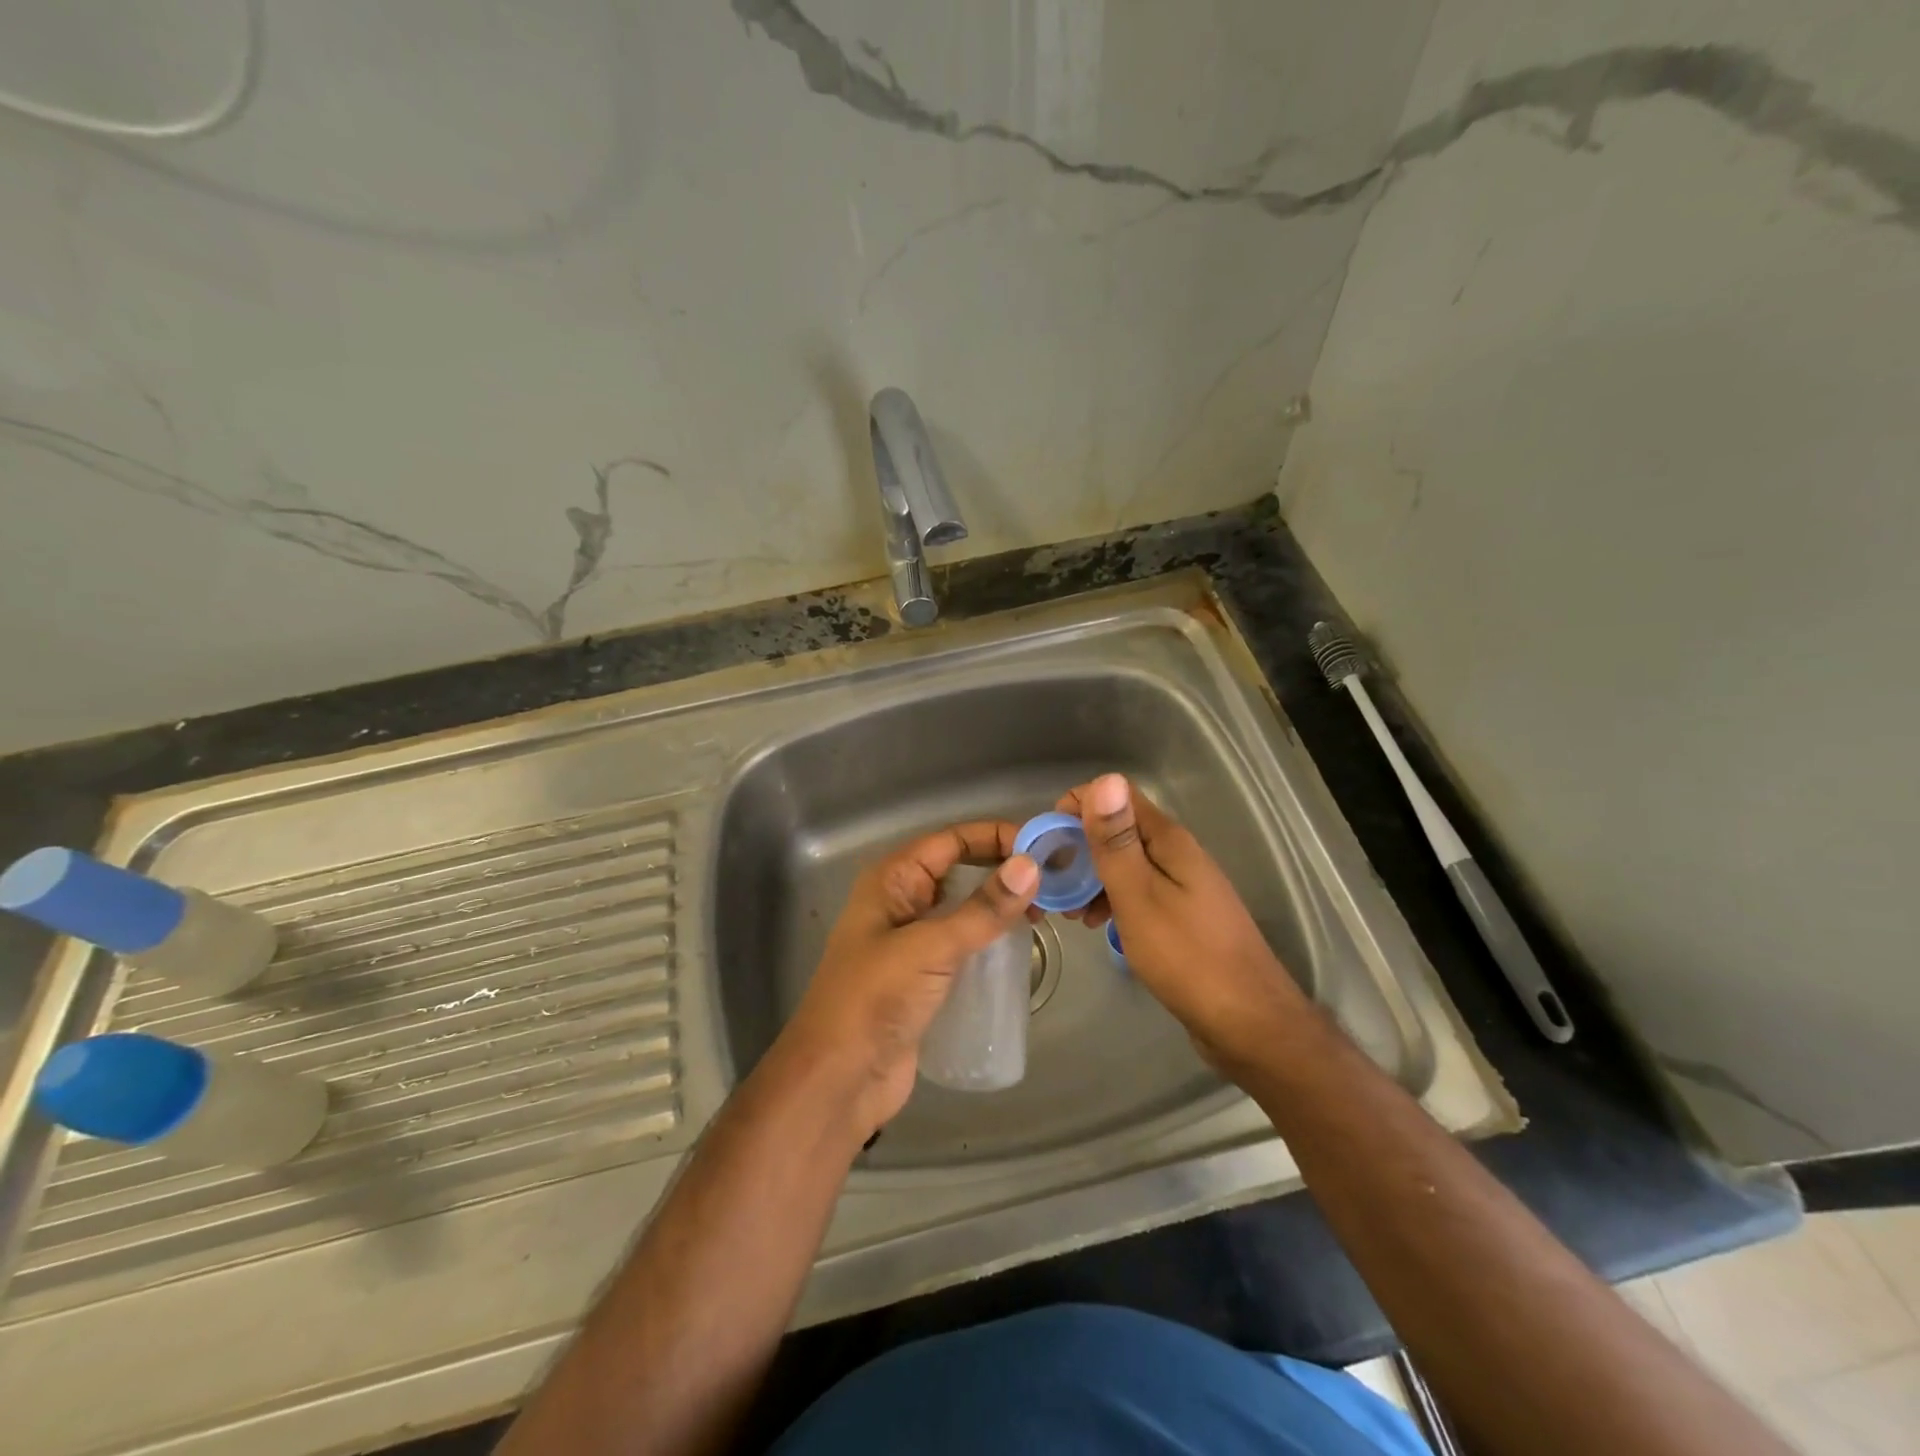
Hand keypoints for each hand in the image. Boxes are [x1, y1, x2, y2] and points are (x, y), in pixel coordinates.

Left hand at [776, 822, 1039, 1138]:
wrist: (839, 1079)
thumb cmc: (875, 1000)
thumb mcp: (930, 948)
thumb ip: (982, 909)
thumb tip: (1031, 865)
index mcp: (892, 880)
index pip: (951, 840)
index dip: (996, 837)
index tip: (1044, 847)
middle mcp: (901, 901)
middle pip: (959, 869)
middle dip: (1003, 869)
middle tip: (1053, 881)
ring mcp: (911, 939)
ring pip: (963, 907)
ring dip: (999, 905)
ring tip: (1045, 912)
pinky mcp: (923, 975)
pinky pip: (963, 942)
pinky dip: (990, 938)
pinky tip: (1020, 946)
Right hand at [1058, 774, 1307, 1073]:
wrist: (1249, 1023)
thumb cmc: (1186, 957)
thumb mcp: (1139, 896)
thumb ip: (1116, 841)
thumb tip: (1105, 778)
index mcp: (1168, 840)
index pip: (1118, 795)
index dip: (1079, 807)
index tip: (1049, 841)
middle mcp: (1177, 853)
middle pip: (1120, 829)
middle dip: (1081, 847)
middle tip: (1053, 884)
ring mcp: (1183, 885)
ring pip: (1127, 863)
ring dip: (1094, 878)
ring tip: (1072, 912)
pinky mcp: (1184, 914)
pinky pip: (1140, 891)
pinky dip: (1114, 900)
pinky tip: (1100, 926)